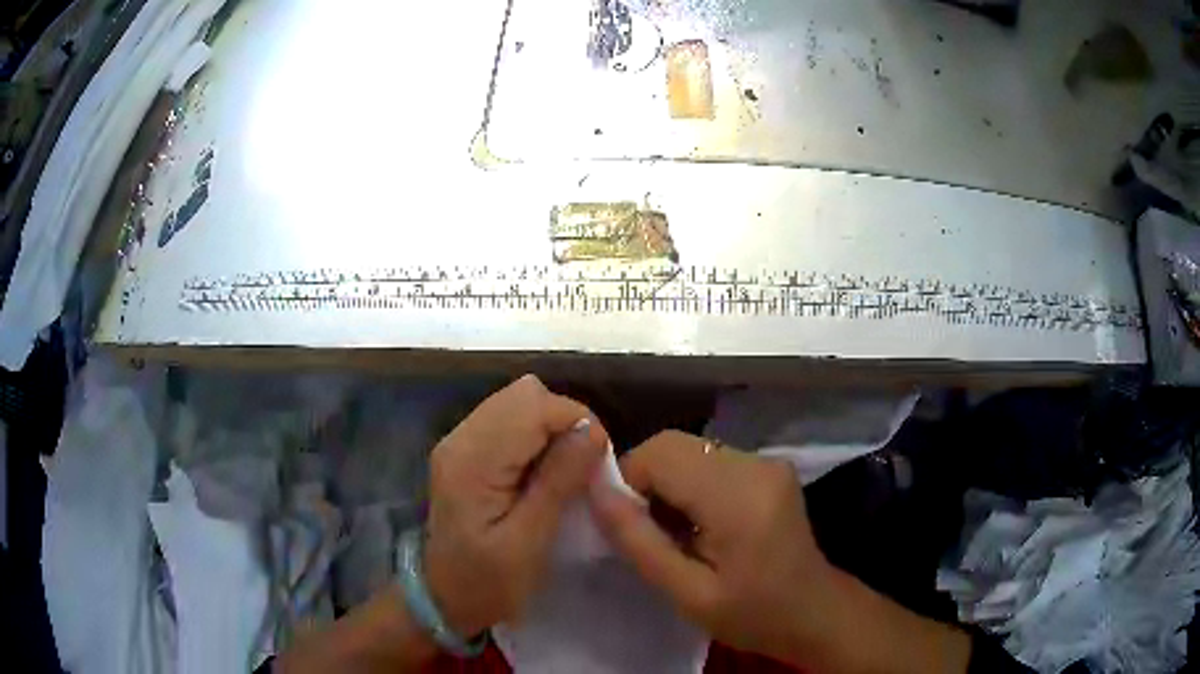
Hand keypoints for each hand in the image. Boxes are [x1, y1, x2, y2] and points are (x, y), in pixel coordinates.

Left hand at [423, 375, 609, 636]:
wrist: (444, 597)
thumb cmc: (489, 581)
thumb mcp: (529, 542)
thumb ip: (558, 481)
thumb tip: (592, 430)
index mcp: (473, 460)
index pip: (534, 405)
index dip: (576, 422)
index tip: (598, 462)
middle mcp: (461, 437)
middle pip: (525, 393)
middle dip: (564, 421)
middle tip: (582, 467)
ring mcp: (459, 440)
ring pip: (518, 401)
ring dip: (551, 427)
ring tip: (564, 470)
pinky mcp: (465, 450)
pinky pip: (509, 420)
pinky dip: (535, 436)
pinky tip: (541, 471)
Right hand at [590, 431, 834, 664]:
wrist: (813, 610)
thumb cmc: (751, 613)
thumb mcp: (687, 593)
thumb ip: (638, 541)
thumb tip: (595, 490)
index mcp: (738, 497)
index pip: (659, 454)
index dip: (628, 480)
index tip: (626, 524)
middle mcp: (755, 464)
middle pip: (674, 445)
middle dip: (645, 480)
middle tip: (648, 530)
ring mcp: (767, 461)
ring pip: (690, 450)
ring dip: (668, 483)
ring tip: (674, 531)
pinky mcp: (770, 465)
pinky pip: (711, 460)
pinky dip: (691, 484)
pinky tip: (699, 522)